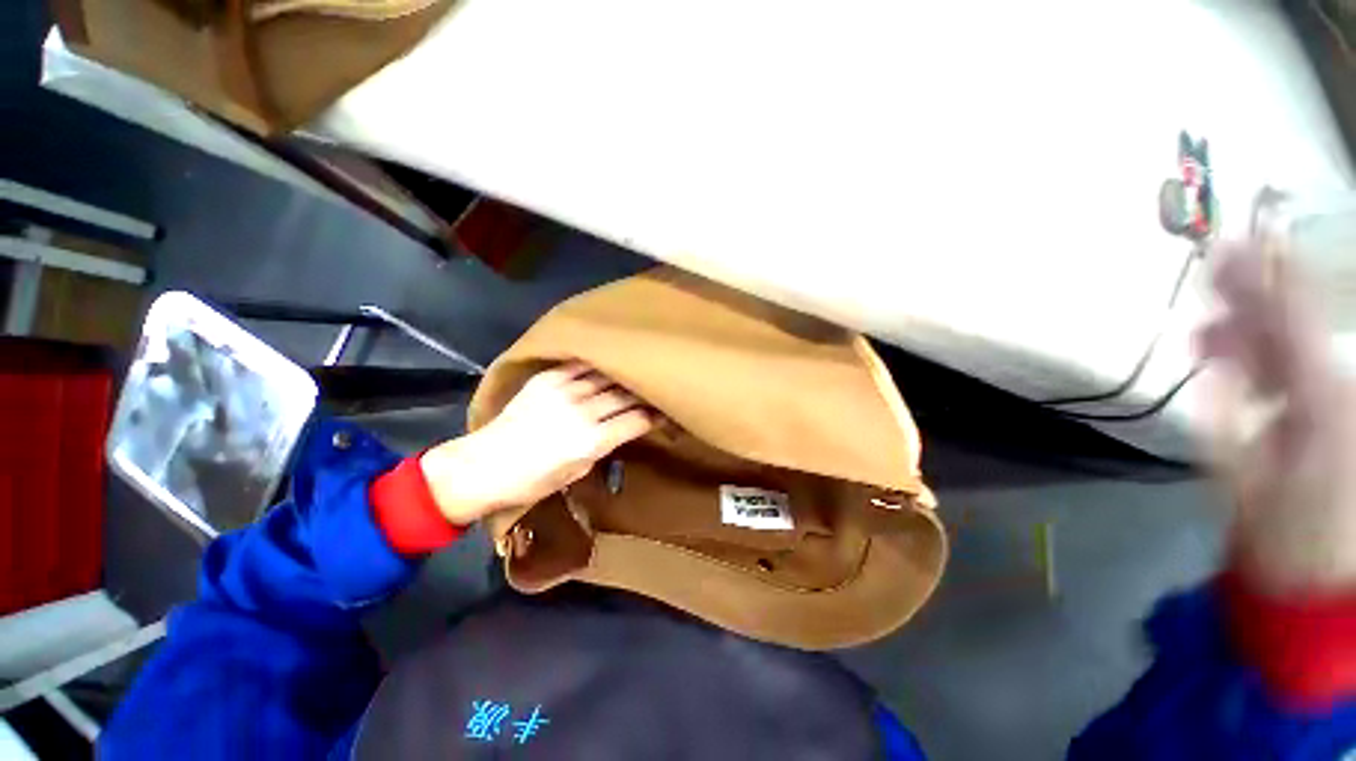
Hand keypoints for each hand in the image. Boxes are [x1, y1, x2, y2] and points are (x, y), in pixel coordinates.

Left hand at [418, 362, 656, 525]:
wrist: (484, 465)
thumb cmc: (533, 481)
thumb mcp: (578, 471)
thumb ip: (603, 445)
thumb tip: (619, 427)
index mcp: (591, 441)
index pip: (636, 420)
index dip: (654, 416)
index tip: (665, 412)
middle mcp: (582, 412)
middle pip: (624, 396)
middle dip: (644, 394)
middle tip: (656, 391)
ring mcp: (563, 391)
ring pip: (606, 377)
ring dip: (624, 376)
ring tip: (637, 372)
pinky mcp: (547, 379)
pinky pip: (580, 366)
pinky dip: (597, 365)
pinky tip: (607, 362)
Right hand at [1196, 240, 1355, 591]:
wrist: (1315, 579)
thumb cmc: (1279, 535)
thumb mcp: (1244, 475)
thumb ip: (1227, 408)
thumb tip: (1210, 348)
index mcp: (1322, 401)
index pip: (1294, 319)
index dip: (1263, 277)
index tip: (1227, 244)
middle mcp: (1338, 389)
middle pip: (1299, 326)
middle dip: (1256, 296)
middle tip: (1214, 268)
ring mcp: (1338, 403)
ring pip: (1298, 345)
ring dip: (1253, 327)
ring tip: (1211, 322)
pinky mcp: (1331, 416)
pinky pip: (1298, 368)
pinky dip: (1264, 354)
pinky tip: (1232, 351)